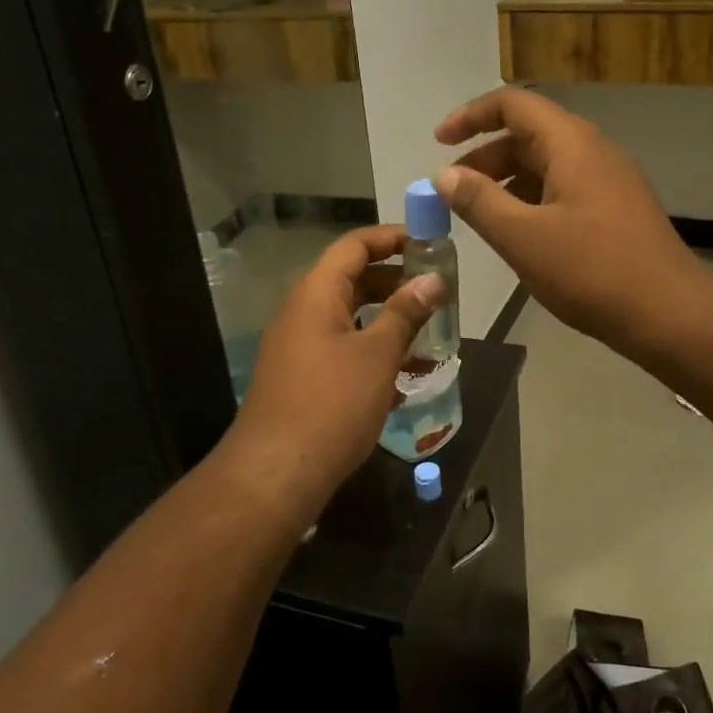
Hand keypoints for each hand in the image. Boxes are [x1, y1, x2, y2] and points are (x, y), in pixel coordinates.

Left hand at [224, 225, 443, 518]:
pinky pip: (342, 349)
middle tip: (436, 291)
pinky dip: (372, 351)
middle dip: (395, 281)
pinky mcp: (301, 378)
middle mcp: (302, 312)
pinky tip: (404, 376)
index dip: (391, 238)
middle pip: (351, 279)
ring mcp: (299, 347)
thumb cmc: (332, 404)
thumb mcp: (377, 355)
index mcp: (316, 294)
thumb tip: (433, 280)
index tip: (429, 243)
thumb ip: (405, 313)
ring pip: (349, 318)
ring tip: (429, 332)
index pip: (354, 246)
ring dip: (387, 320)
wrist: (276, 474)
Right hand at [434, 87, 702, 350]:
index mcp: (571, 144)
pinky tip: (518, 232)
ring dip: (507, 180)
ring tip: (478, 214)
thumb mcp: (522, 237)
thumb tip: (444, 175)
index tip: (438, 143)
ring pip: (547, 163)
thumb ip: (478, 201)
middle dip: (484, 155)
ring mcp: (609, 180)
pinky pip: (564, 187)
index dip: (471, 116)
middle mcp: (593, 150)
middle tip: (452, 190)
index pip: (513, 104)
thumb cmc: (591, 270)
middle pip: (529, 132)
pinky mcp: (616, 208)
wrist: (669, 313)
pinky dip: (531, 198)